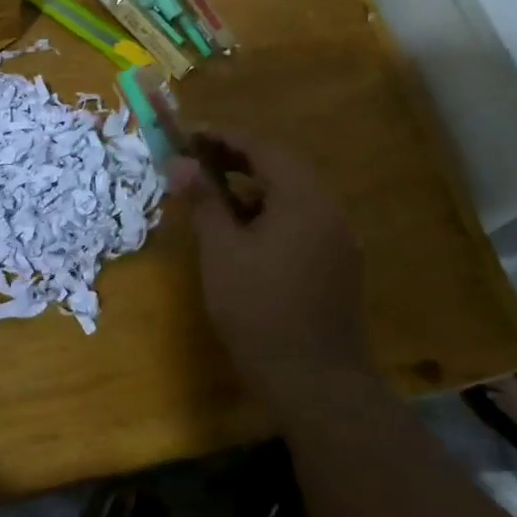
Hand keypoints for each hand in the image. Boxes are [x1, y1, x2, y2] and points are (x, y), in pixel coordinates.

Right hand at [171, 132, 368, 400]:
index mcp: (302, 196)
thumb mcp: (221, 251)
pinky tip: (243, 231)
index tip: (189, 133)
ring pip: (291, 194)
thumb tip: (180, 163)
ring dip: (252, 185)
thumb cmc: (260, 309)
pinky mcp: (336, 263)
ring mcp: (336, 237)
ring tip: (213, 193)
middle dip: (237, 157)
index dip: (223, 136)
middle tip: (197, 158)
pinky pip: (300, 219)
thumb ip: (203, 201)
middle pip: (280, 166)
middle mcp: (327, 207)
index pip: (262, 147)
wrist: (316, 383)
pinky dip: (269, 212)